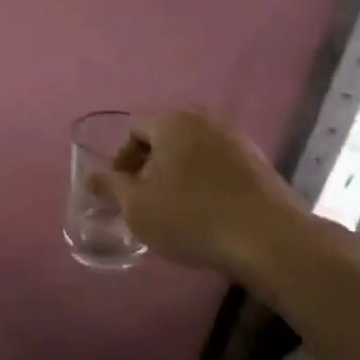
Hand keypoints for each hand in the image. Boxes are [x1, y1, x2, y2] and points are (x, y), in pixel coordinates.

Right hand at [88, 108, 313, 278]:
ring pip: (193, 152)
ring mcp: (237, 140)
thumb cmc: (192, 217)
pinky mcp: (258, 163)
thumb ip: (110, 188)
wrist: (268, 239)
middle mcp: (206, 120)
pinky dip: (204, 182)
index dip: (121, 161)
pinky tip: (204, 213)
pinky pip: (217, 165)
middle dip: (149, 166)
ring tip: (173, 209)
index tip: (120, 192)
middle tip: (143, 200)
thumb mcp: (138, 207)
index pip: (135, 130)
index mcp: (174, 122)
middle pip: (165, 138)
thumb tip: (91, 177)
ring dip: (177, 175)